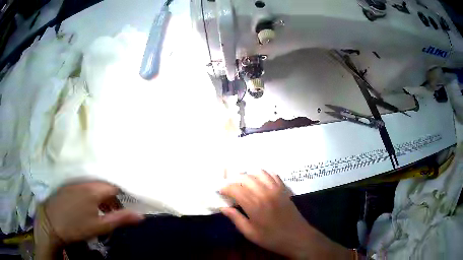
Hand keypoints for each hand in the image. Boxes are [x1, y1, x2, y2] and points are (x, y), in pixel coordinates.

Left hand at [34, 182, 143, 258]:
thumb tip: (141, 216)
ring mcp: (75, 183)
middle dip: (112, 198)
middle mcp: (85, 182)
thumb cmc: (77, 226)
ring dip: (101, 197)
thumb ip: (120, 219)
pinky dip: (90, 195)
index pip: (114, 187)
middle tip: (114, 213)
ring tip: (102, 212)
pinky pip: (84, 186)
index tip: (125, 207)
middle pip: (104, 186)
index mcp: (94, 190)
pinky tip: (88, 206)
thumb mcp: (100, 227)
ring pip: (94, 186)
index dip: (122, 197)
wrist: (52, 223)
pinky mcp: (68, 186)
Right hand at [220, 170, 351, 259]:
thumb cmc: (272, 238)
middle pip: (246, 178)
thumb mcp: (250, 233)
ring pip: (258, 174)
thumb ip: (236, 219)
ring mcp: (276, 189)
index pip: (235, 189)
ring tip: (242, 182)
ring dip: (248, 175)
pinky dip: (263, 174)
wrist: (297, 237)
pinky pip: (272, 175)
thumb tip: (223, 208)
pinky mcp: (284, 189)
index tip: (220, 190)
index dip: (225, 188)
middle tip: (229, 186)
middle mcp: (264, 193)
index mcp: (254, 206)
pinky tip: (259, 179)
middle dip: (234, 179)